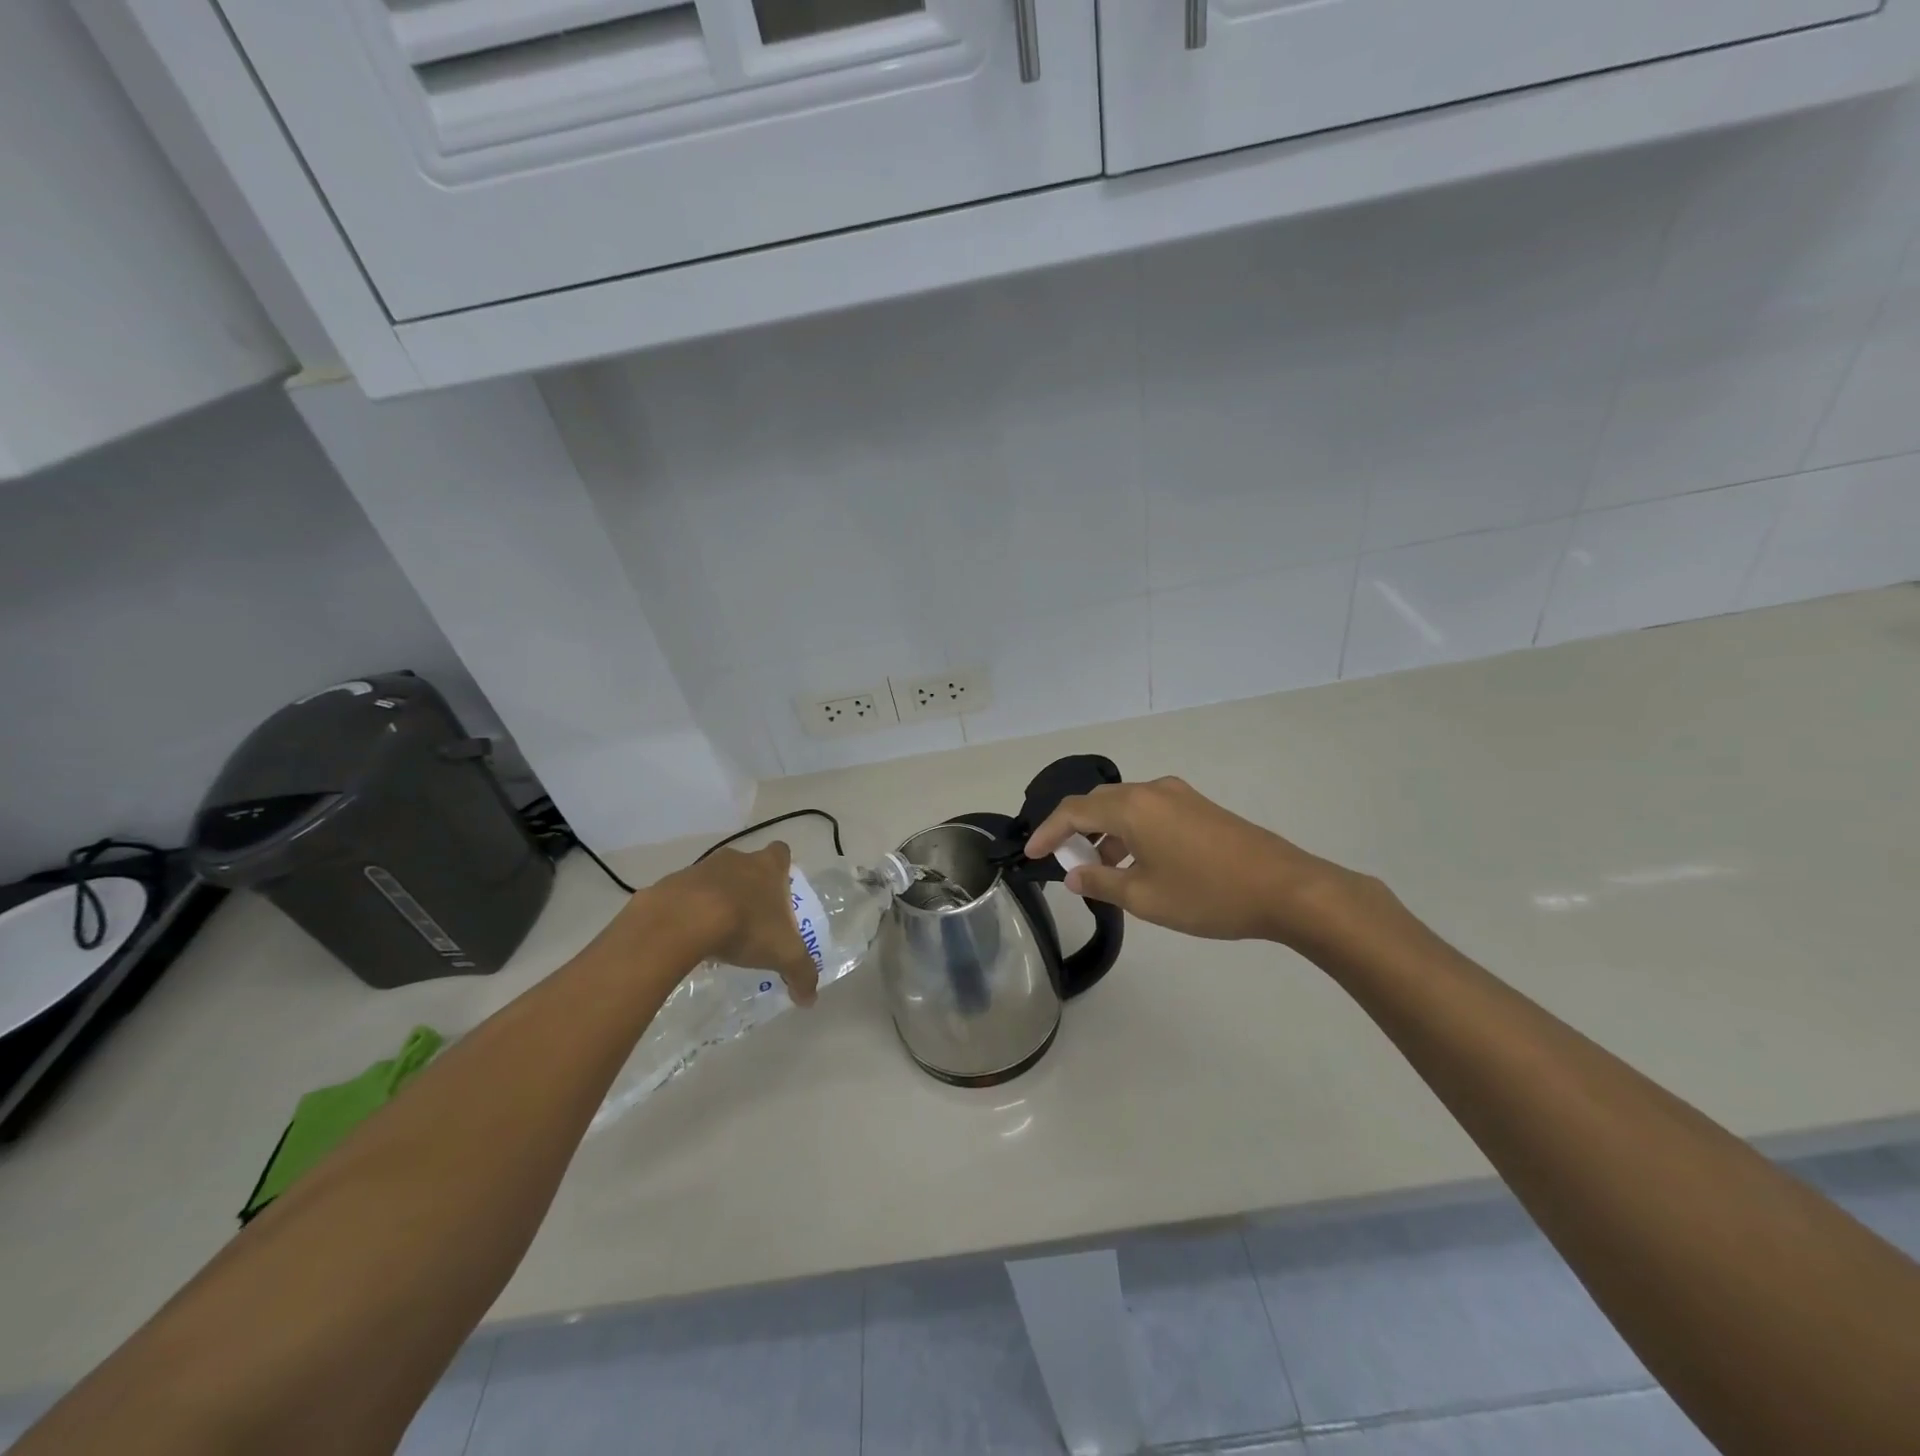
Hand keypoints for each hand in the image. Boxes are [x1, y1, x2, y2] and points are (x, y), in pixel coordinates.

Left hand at [650, 843, 819, 1004]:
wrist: (683, 920)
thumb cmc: (745, 926)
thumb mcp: (783, 954)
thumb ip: (801, 973)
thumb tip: (810, 1000)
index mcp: (767, 867)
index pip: (781, 853)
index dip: (782, 868)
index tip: (779, 889)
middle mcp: (737, 859)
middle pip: (747, 865)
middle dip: (749, 887)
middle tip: (752, 917)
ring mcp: (701, 868)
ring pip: (715, 879)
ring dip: (718, 899)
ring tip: (719, 933)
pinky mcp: (671, 884)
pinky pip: (685, 896)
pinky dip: (689, 911)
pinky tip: (690, 938)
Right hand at [1025, 777, 1374, 948]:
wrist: (1287, 889)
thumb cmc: (1208, 894)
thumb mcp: (1145, 897)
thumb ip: (1101, 883)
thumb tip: (1073, 875)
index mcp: (1132, 807)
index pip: (1073, 811)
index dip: (1048, 832)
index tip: (1031, 855)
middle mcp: (1152, 791)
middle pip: (1098, 803)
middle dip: (1076, 831)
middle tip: (1065, 863)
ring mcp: (1179, 796)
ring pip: (1125, 807)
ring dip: (1105, 833)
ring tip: (1101, 870)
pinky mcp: (1199, 807)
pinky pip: (1150, 812)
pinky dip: (1131, 832)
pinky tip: (1137, 864)